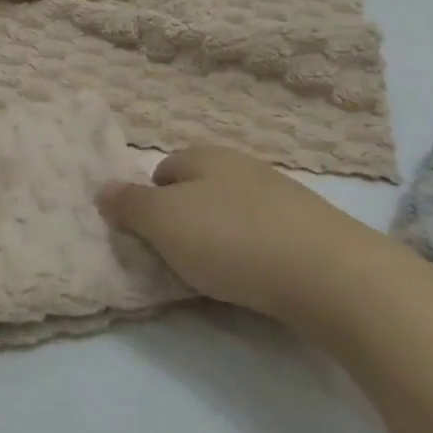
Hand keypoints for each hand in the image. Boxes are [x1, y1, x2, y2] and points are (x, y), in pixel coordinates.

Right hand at [96, 146, 430, 336]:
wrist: (329, 273)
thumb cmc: (231, 240)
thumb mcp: (163, 222)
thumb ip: (128, 205)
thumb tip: (102, 188)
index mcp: (205, 156)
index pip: (162, 170)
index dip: (150, 202)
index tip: (153, 237)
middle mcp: (243, 165)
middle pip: (199, 189)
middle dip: (185, 219)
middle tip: (181, 255)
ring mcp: (282, 194)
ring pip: (233, 211)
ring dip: (221, 235)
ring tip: (220, 272)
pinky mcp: (312, 226)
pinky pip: (265, 233)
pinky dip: (254, 251)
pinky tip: (258, 276)